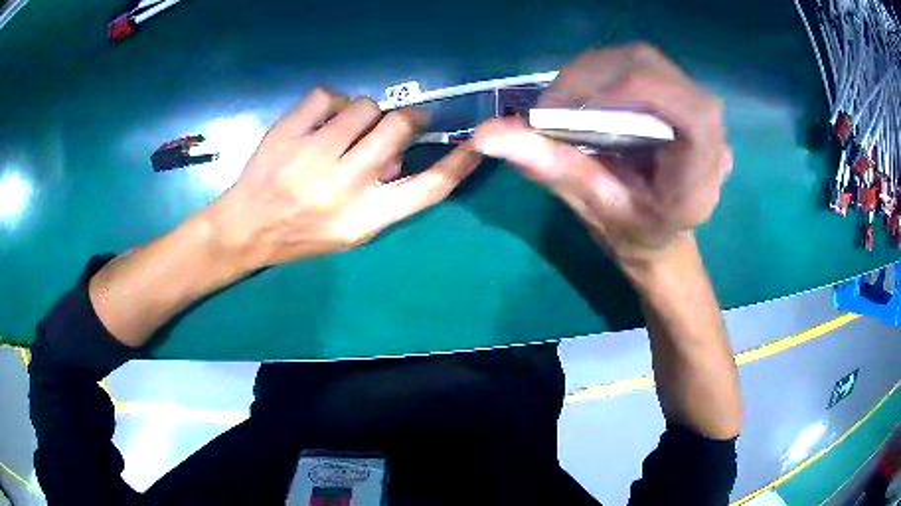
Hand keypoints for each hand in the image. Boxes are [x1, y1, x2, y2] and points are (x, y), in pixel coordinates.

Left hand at [205, 88, 481, 270]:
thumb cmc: (301, 234)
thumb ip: (384, 198)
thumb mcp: (350, 233)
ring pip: (364, 106)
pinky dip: (330, 103)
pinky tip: (318, 121)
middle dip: (407, 119)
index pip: (427, 188)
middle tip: (399, 121)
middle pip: (398, 128)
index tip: (477, 143)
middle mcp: (342, 187)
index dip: (459, 163)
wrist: (245, 229)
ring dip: (363, 113)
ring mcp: (311, 156)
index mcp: (364, 219)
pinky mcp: (287, 133)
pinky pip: (327, 95)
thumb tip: (399, 153)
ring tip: (345, 129)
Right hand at [472, 44, 731, 268]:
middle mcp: (711, 136)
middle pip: (657, 72)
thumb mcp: (594, 208)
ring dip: (593, 72)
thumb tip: (486, 135)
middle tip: (549, 108)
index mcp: (700, 177)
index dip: (634, 90)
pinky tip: (584, 98)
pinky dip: (601, 72)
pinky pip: (639, 64)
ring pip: (644, 60)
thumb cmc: (633, 234)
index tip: (572, 107)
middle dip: (594, 78)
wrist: (659, 234)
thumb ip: (551, 168)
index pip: (691, 111)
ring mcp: (697, 111)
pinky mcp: (679, 96)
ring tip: (561, 104)